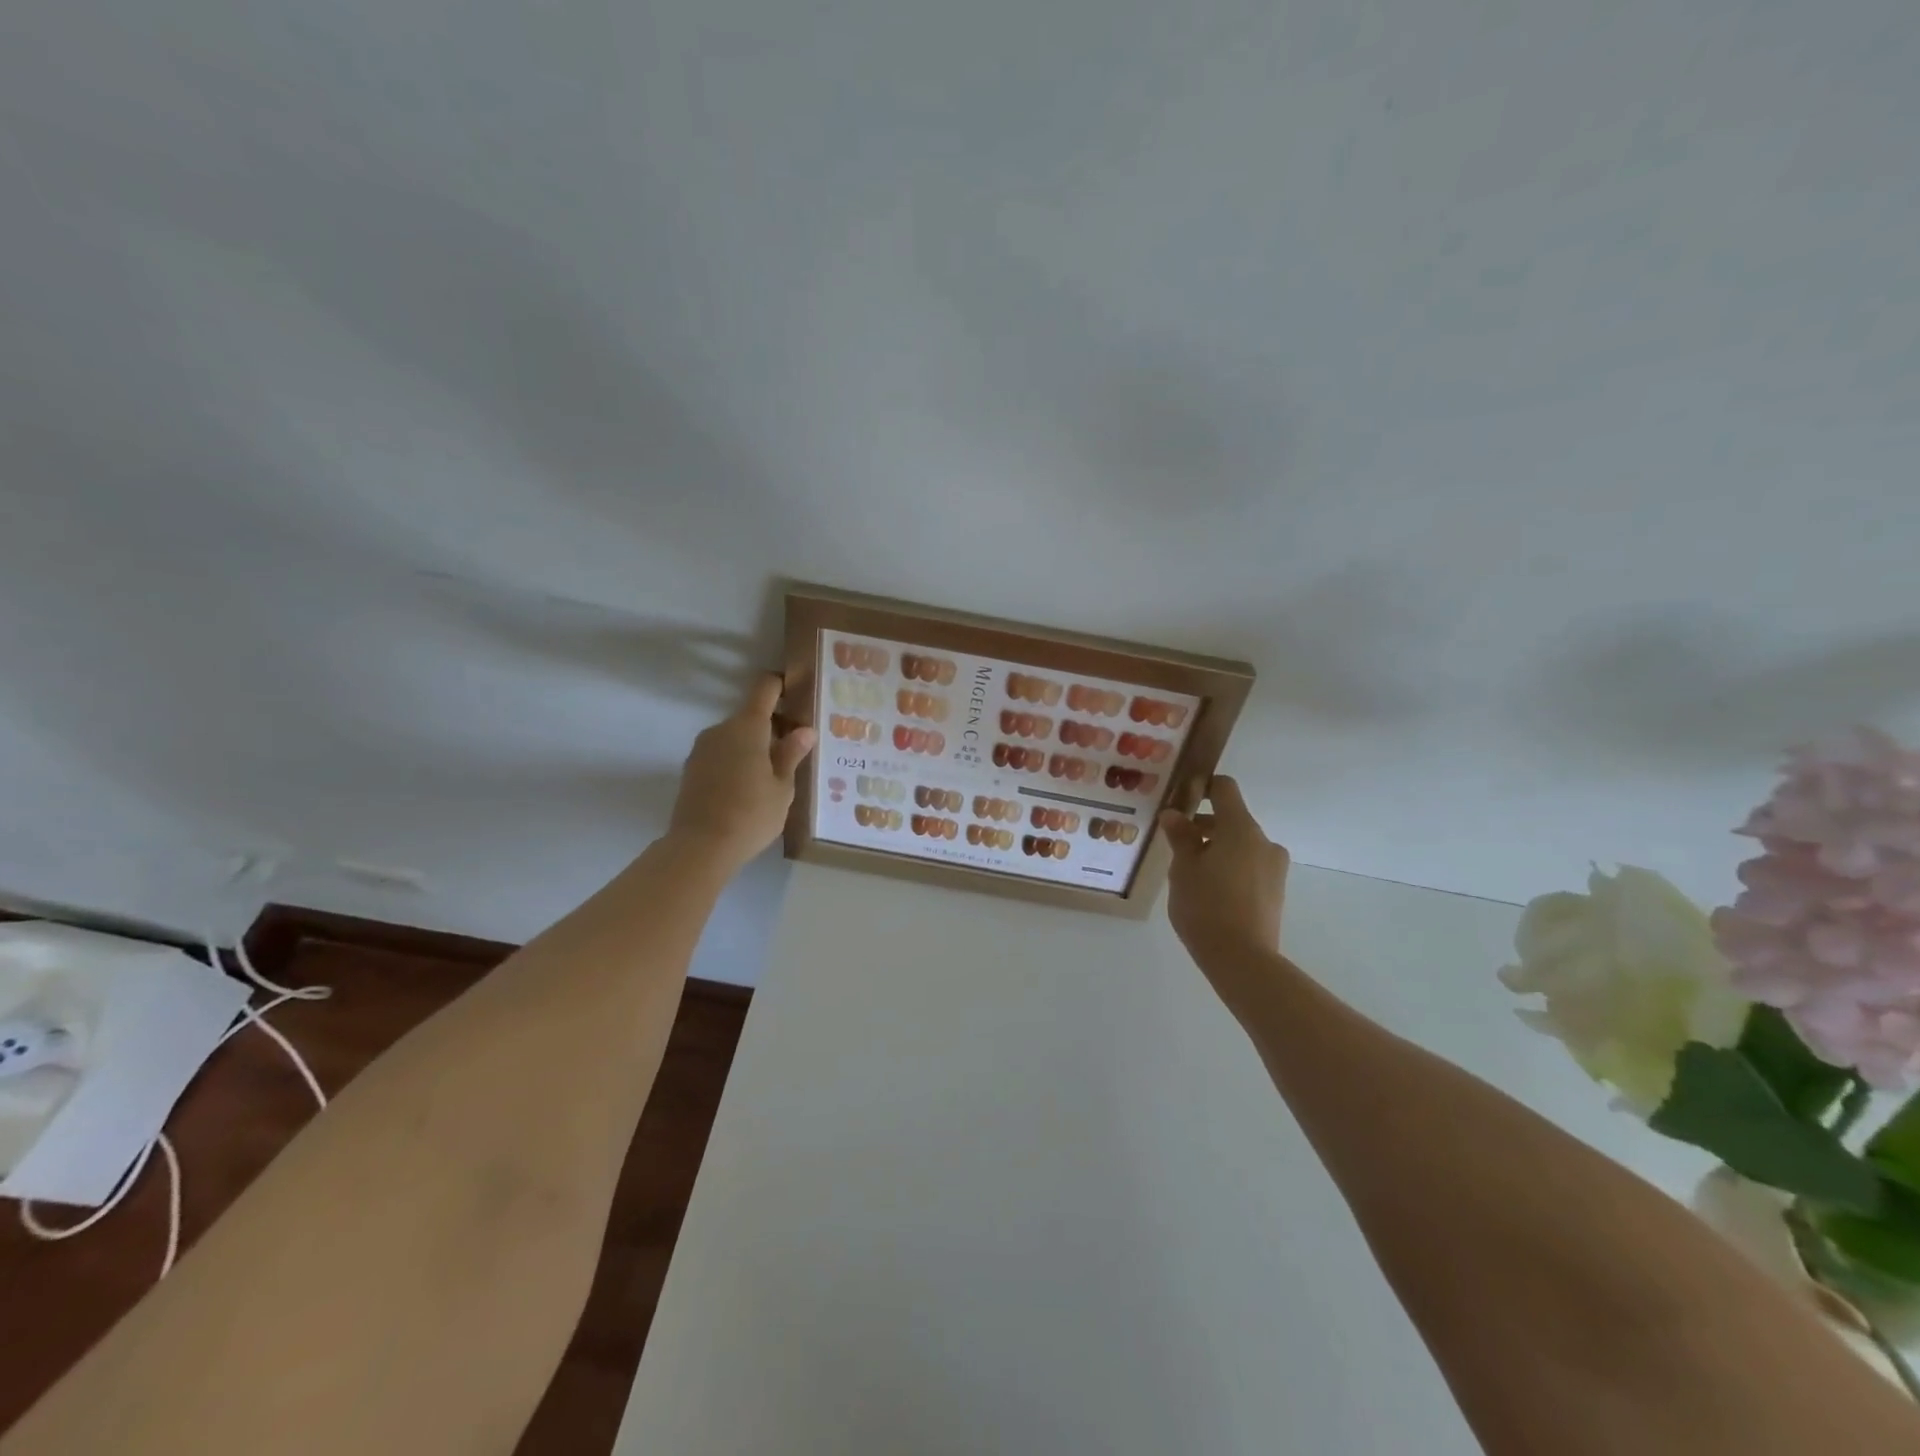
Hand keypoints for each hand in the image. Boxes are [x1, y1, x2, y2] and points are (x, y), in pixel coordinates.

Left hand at [667, 675, 816, 870]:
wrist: (700, 847)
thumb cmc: (751, 814)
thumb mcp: (782, 787)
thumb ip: (792, 754)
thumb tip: (805, 730)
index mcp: (748, 726)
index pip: (764, 688)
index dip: (781, 685)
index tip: (798, 693)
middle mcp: (721, 729)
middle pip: (751, 716)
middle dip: (773, 727)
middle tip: (796, 750)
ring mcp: (702, 749)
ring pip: (735, 736)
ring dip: (754, 746)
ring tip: (774, 774)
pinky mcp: (692, 769)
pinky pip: (721, 754)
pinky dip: (737, 761)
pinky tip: (750, 787)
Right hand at [1159, 776, 1290, 980]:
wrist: (1242, 959)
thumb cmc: (1205, 906)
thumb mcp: (1183, 869)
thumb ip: (1180, 837)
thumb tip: (1174, 814)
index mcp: (1240, 828)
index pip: (1225, 789)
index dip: (1202, 787)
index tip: (1181, 800)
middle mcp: (1264, 841)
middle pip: (1232, 819)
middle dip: (1205, 826)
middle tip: (1176, 845)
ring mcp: (1274, 867)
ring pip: (1241, 845)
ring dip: (1217, 849)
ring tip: (1191, 874)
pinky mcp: (1276, 891)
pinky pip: (1250, 866)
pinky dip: (1230, 868)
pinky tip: (1210, 893)